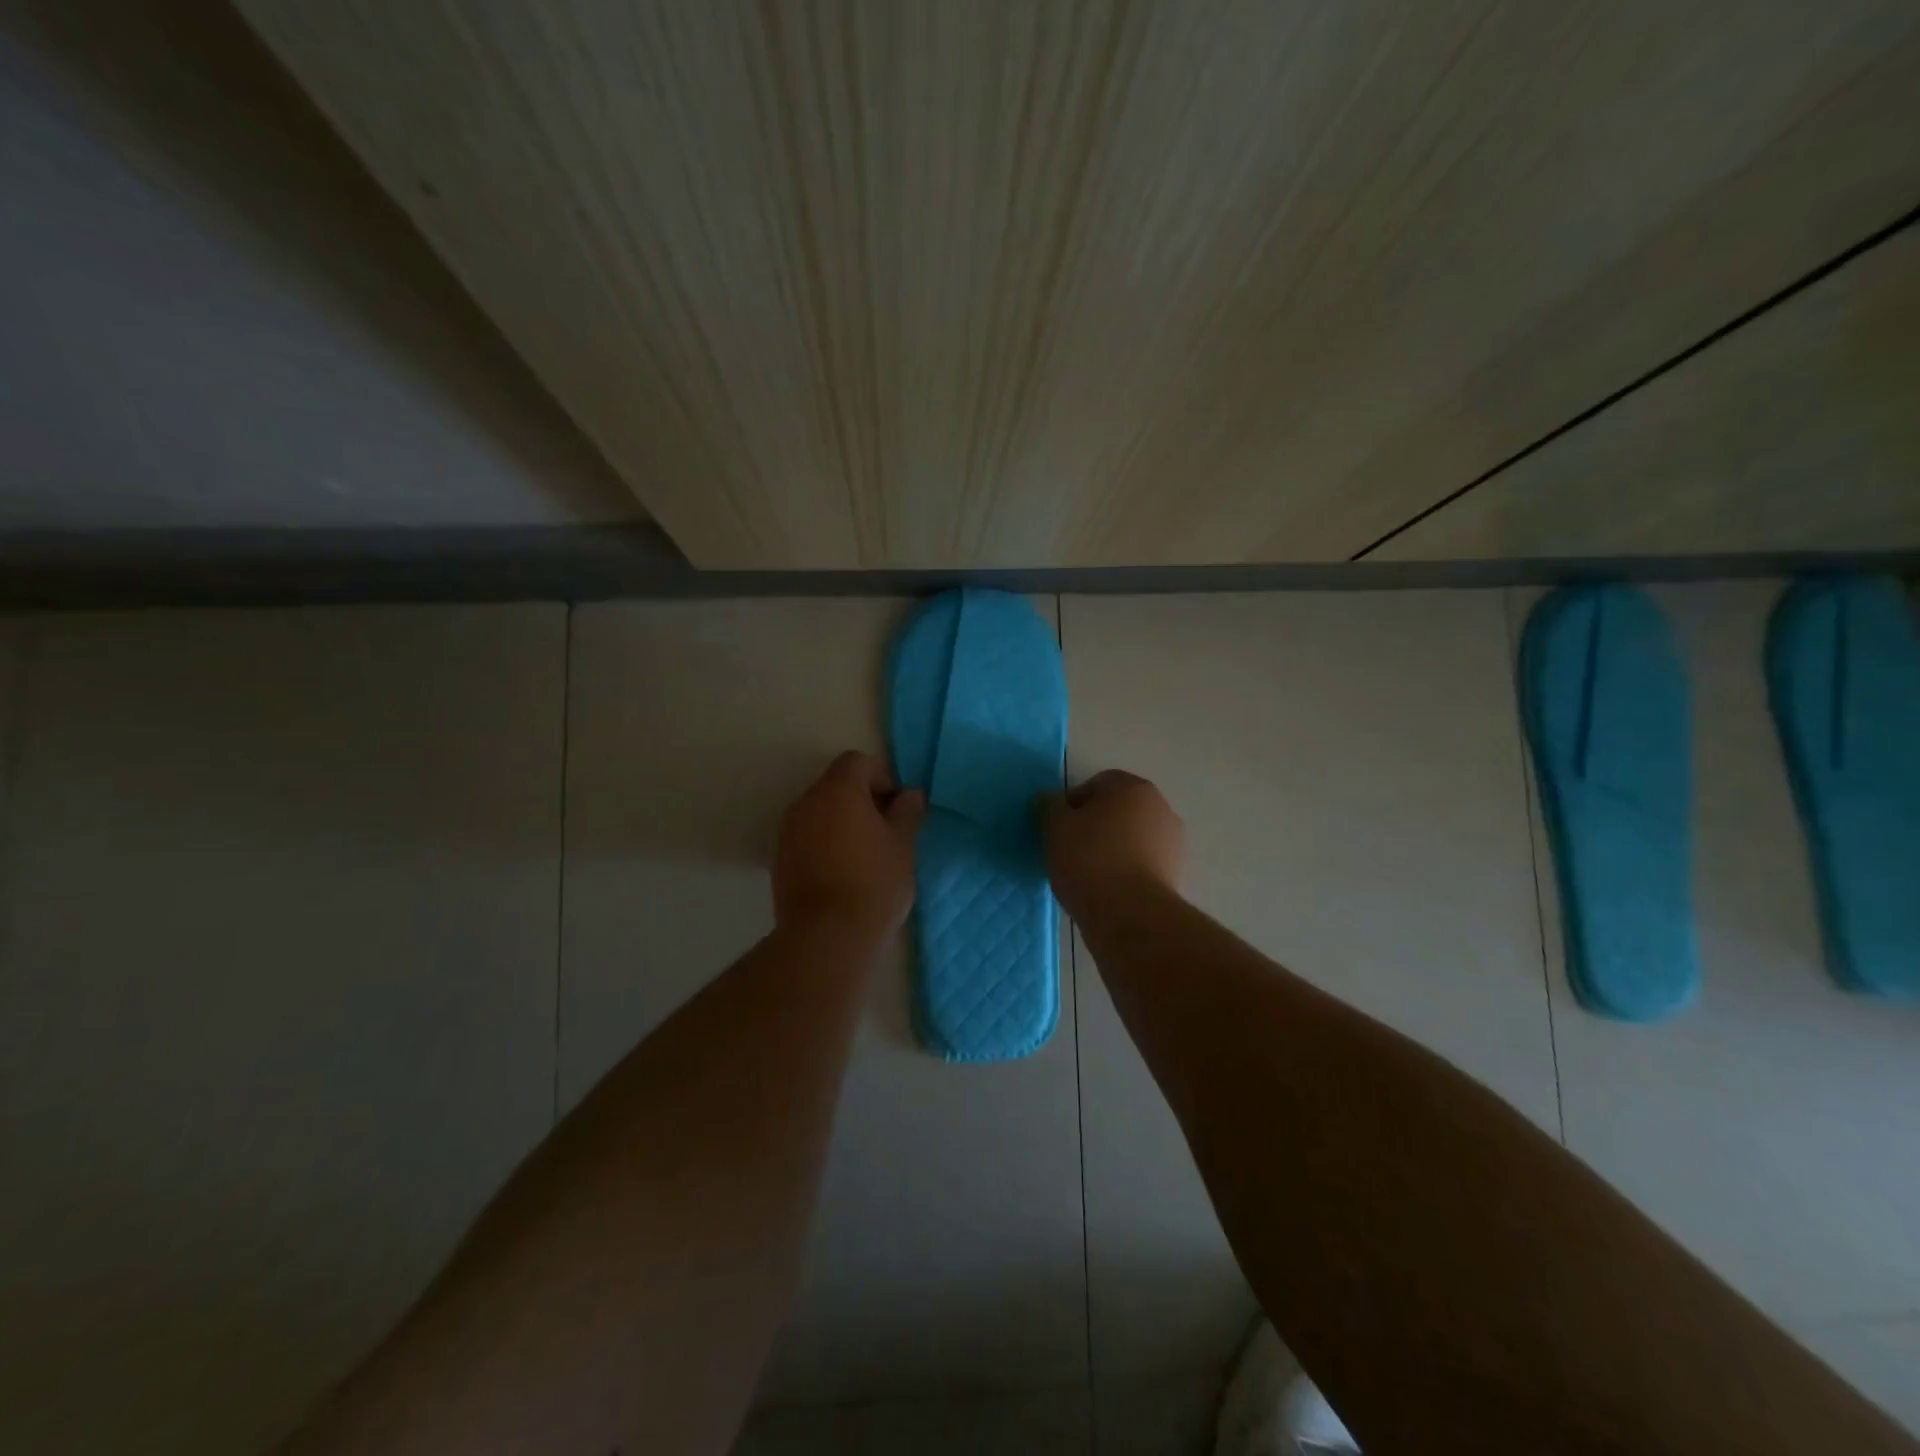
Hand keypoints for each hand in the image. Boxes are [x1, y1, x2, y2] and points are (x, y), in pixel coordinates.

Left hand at [774, 751, 926, 937]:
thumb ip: (907, 813)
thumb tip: (910, 794)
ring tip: (867, 855)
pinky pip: (807, 836)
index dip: (882, 777)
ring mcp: (788, 831)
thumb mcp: (903, 846)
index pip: (857, 762)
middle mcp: (806, 802)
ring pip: (820, 812)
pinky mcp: (780, 859)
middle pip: (836, 785)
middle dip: (863, 800)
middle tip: (887, 831)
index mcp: (838, 791)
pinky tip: (844, 873)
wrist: (827, 936)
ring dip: (842, 822)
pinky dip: (825, 843)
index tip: (897, 807)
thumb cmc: (874, 883)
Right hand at [1038, 770, 1185, 916]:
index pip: (1096, 784)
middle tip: (1070, 851)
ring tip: (1089, 876)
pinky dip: (1127, 871)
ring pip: (1131, 838)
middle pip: (1117, 810)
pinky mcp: (1177, 873)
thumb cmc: (1089, 860)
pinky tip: (1109, 891)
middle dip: (1095, 826)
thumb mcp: (1055, 827)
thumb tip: (1050, 800)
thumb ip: (1048, 805)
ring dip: (1112, 849)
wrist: (1131, 915)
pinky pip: (1143, 864)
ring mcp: (1173, 841)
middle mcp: (1160, 807)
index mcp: (1132, 787)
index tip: (1058, 830)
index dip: (1072, 806)